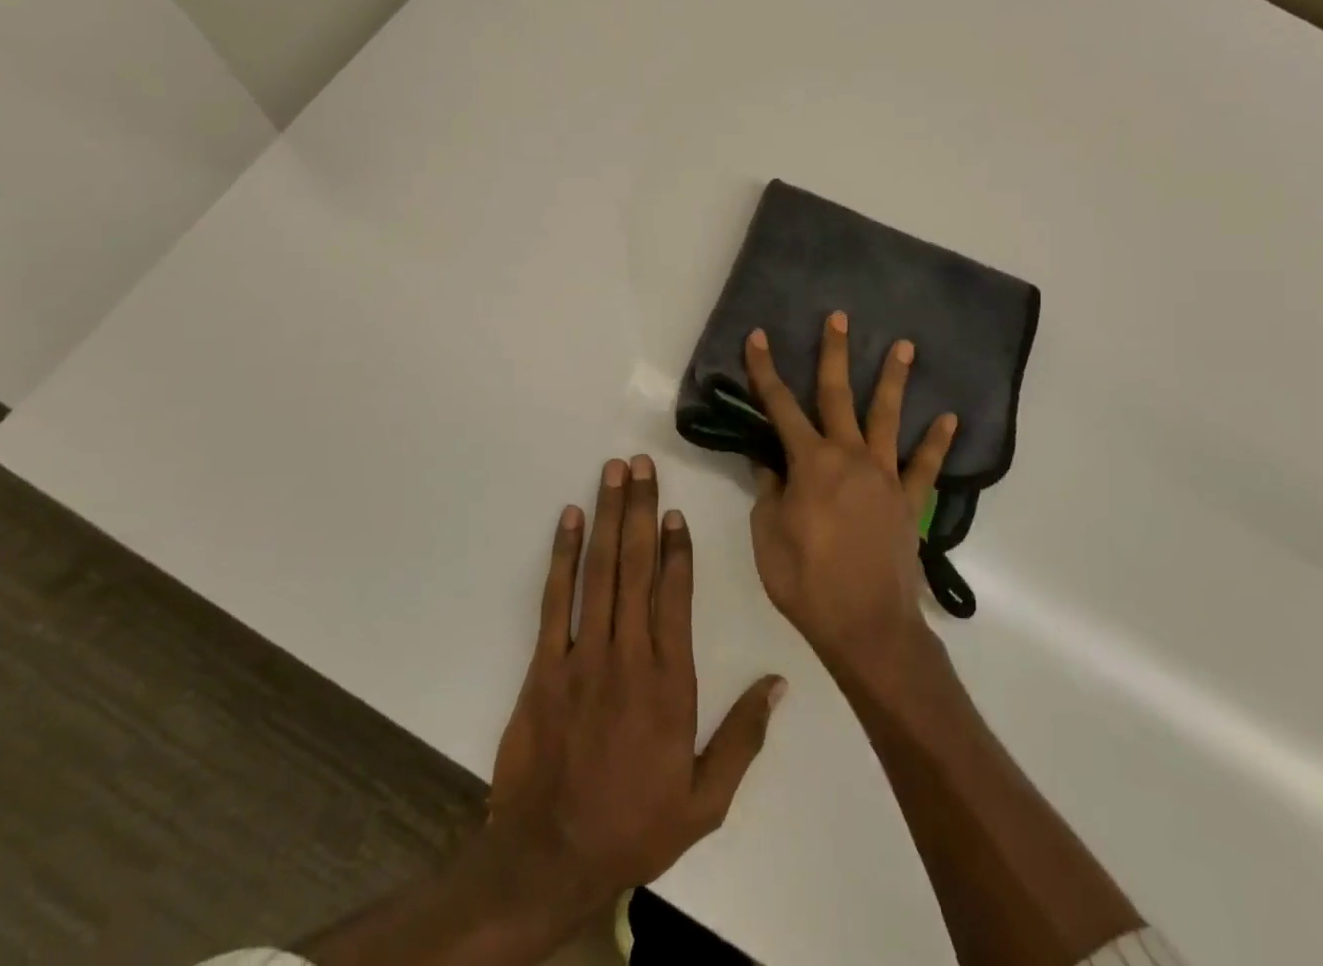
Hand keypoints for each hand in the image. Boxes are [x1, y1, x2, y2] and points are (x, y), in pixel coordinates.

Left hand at [488, 456, 782, 916]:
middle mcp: (628, 656)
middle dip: (640, 510)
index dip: (677, 548)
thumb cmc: (634, 825)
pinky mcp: (544, 665)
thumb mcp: (704, 800)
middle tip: (640, 464)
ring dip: (608, 517)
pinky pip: (555, 600)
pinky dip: (563, 555)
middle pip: (636, 567)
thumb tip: (778, 684)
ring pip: (599, 572)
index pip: (676, 596)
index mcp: (670, 682)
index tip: (675, 510)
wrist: (550, 859)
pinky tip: (570, 519)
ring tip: (612, 473)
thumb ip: (742, 738)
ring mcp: (583, 656)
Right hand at [744, 313, 957, 672]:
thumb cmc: (807, 582)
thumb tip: (768, 463)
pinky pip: (925, 465)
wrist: (867, 627)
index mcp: (810, 463)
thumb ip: (768, 492)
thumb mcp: (768, 536)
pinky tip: (949, 417)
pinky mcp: (909, 500)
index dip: (765, 370)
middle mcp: (849, 456)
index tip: (757, 337)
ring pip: (888, 417)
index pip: (780, 406)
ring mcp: (885, 476)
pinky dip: (937, 441)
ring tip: (906, 345)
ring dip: (895, 379)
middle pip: (838, 395)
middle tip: (840, 317)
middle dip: (835, 353)